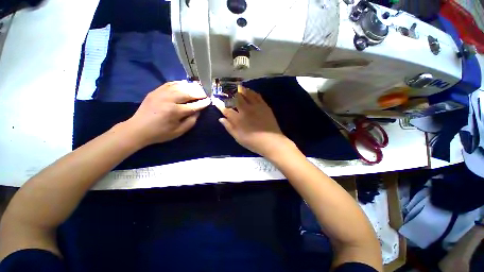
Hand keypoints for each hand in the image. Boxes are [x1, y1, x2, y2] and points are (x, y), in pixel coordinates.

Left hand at [124, 81, 210, 146]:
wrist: (138, 129)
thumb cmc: (160, 133)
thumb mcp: (178, 132)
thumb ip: (191, 121)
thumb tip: (198, 111)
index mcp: (175, 112)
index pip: (194, 105)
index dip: (203, 103)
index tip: (209, 100)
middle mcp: (169, 100)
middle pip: (188, 93)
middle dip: (199, 93)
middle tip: (206, 93)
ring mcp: (161, 94)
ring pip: (180, 86)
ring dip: (191, 86)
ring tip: (198, 87)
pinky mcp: (155, 91)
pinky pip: (169, 84)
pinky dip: (179, 83)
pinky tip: (185, 84)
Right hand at [215, 86, 293, 157]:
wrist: (271, 141)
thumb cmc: (253, 142)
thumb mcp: (238, 137)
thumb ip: (229, 127)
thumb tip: (221, 119)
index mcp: (238, 119)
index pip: (226, 109)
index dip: (220, 104)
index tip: (215, 99)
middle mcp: (245, 110)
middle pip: (236, 98)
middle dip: (230, 93)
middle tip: (227, 89)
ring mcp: (255, 107)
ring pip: (246, 94)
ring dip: (241, 90)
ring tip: (238, 87)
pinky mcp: (264, 106)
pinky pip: (257, 96)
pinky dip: (252, 92)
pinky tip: (250, 91)